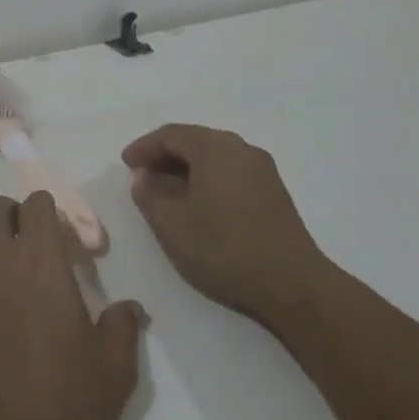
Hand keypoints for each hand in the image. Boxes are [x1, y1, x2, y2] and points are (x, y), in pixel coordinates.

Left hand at [0, 192, 146, 419]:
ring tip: (16, 269)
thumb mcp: (113, 369)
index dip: (53, 211)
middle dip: (14, 213)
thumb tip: (130, 308)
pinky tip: (1, 308)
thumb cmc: (61, 400)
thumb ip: (123, 327)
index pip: (36, 205)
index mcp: (39, 262)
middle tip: (38, 243)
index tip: (72, 241)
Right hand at [121, 124, 327, 323]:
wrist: (293, 285)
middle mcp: (240, 148)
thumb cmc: (224, 248)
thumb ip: (149, 196)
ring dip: (185, 169)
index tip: (125, 165)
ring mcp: (261, 170)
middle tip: (142, 176)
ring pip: (213, 157)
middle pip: (194, 141)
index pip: (170, 134)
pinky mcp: (273, 192)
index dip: (144, 147)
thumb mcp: (171, 224)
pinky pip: (230, 172)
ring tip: (165, 192)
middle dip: (164, 156)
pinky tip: (197, 204)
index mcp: (214, 147)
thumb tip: (145, 179)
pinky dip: (206, 179)